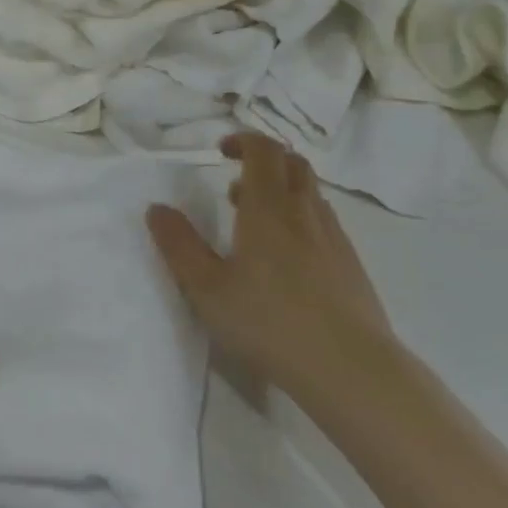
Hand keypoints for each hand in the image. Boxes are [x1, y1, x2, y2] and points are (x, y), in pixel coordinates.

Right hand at [146, 134, 393, 401]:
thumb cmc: (269, 322)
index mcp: (269, 207)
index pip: (263, 150)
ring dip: (283, 191)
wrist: (349, 367)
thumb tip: (156, 208)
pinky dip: (302, 219)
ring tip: (256, 222)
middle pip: (292, 163)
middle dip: (264, 160)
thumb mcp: (207, 289)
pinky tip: (289, 258)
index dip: (243, 140)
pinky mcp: (351, 264)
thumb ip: (179, 246)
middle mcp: (305, 211)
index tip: (221, 150)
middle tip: (236, 183)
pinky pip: (324, 222)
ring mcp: (334, 237)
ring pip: (311, 193)